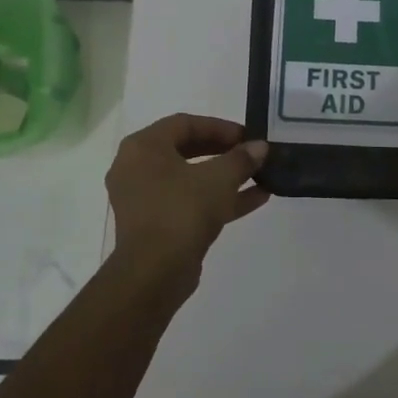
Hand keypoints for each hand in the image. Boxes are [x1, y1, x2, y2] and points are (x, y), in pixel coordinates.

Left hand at [105, 114, 268, 295]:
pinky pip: (190, 202)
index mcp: (143, 147)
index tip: (248, 135)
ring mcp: (145, 199)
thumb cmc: (182, 210)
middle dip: (224, 151)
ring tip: (260, 175)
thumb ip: (242, 158)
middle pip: (186, 150)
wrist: (154, 273)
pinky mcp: (156, 225)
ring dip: (225, 176)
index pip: (185, 124)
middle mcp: (137, 168)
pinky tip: (256, 198)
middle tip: (251, 153)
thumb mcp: (219, 178)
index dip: (220, 127)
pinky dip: (218, 199)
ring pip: (190, 179)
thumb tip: (260, 147)